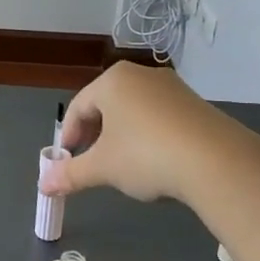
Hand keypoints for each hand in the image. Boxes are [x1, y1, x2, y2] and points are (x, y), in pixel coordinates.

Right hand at [40, 62, 240, 203]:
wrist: (216, 161)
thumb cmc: (146, 155)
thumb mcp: (103, 168)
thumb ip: (71, 174)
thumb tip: (43, 185)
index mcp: (113, 81)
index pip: (78, 106)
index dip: (68, 135)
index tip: (67, 161)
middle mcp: (141, 75)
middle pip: (106, 105)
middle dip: (95, 135)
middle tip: (91, 162)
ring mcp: (172, 87)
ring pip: (134, 110)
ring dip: (122, 136)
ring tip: (123, 165)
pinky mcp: (195, 104)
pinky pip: (160, 116)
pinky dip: (149, 136)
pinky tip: (155, 161)